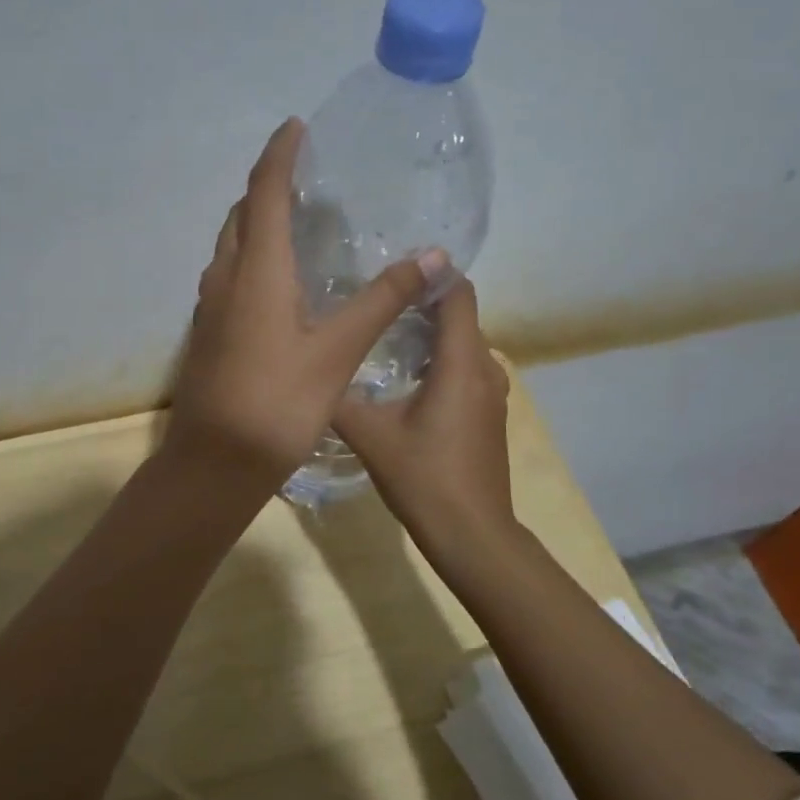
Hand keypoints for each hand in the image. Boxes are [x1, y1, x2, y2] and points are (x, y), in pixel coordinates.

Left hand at [168, 119, 444, 486]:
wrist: (214, 462)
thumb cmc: (277, 403)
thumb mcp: (337, 351)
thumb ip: (382, 300)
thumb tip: (433, 255)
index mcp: (256, 271)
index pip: (263, 192)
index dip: (279, 155)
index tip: (296, 127)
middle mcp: (225, 278)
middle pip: (240, 215)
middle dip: (266, 185)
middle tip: (302, 175)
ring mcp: (210, 307)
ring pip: (230, 246)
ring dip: (254, 222)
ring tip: (292, 219)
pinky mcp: (207, 332)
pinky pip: (228, 275)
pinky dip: (250, 257)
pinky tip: (276, 280)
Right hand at [332, 277, 521, 562]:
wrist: (472, 534)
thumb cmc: (424, 478)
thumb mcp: (369, 435)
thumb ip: (339, 397)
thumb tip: (308, 371)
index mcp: (461, 362)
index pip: (457, 292)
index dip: (429, 272)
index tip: (390, 264)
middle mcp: (485, 368)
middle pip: (459, 314)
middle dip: (420, 301)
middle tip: (372, 297)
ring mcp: (492, 393)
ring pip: (462, 344)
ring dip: (428, 332)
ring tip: (380, 332)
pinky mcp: (488, 414)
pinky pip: (464, 368)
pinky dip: (437, 360)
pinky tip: (401, 377)